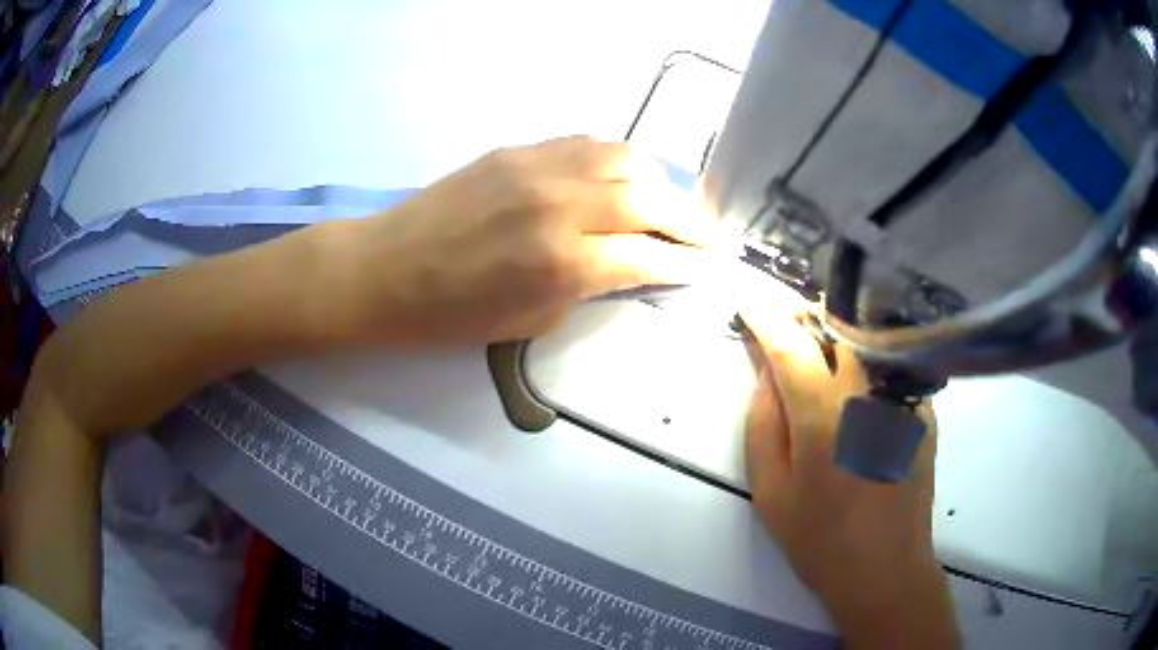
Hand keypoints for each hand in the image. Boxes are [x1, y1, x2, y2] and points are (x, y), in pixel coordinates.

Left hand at [328, 136, 718, 344]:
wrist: (389, 268)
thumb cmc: (453, 313)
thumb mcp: (532, 321)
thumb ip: (590, 288)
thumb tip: (630, 265)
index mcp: (562, 262)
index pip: (648, 256)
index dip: (685, 263)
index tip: (709, 267)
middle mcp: (561, 205)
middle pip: (650, 200)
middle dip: (690, 221)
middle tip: (710, 235)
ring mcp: (540, 167)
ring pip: (626, 159)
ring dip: (661, 183)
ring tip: (672, 205)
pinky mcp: (521, 149)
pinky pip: (590, 144)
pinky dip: (621, 161)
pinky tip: (626, 178)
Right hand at [739, 300, 959, 648]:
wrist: (887, 568)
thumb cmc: (820, 540)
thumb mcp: (771, 492)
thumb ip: (763, 424)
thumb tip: (767, 373)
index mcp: (824, 416)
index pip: (791, 343)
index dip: (765, 314)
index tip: (747, 298)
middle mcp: (869, 392)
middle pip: (840, 320)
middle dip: (807, 311)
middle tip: (787, 326)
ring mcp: (903, 396)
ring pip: (868, 335)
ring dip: (838, 329)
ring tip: (820, 351)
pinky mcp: (924, 407)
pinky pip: (888, 364)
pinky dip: (866, 359)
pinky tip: (857, 389)